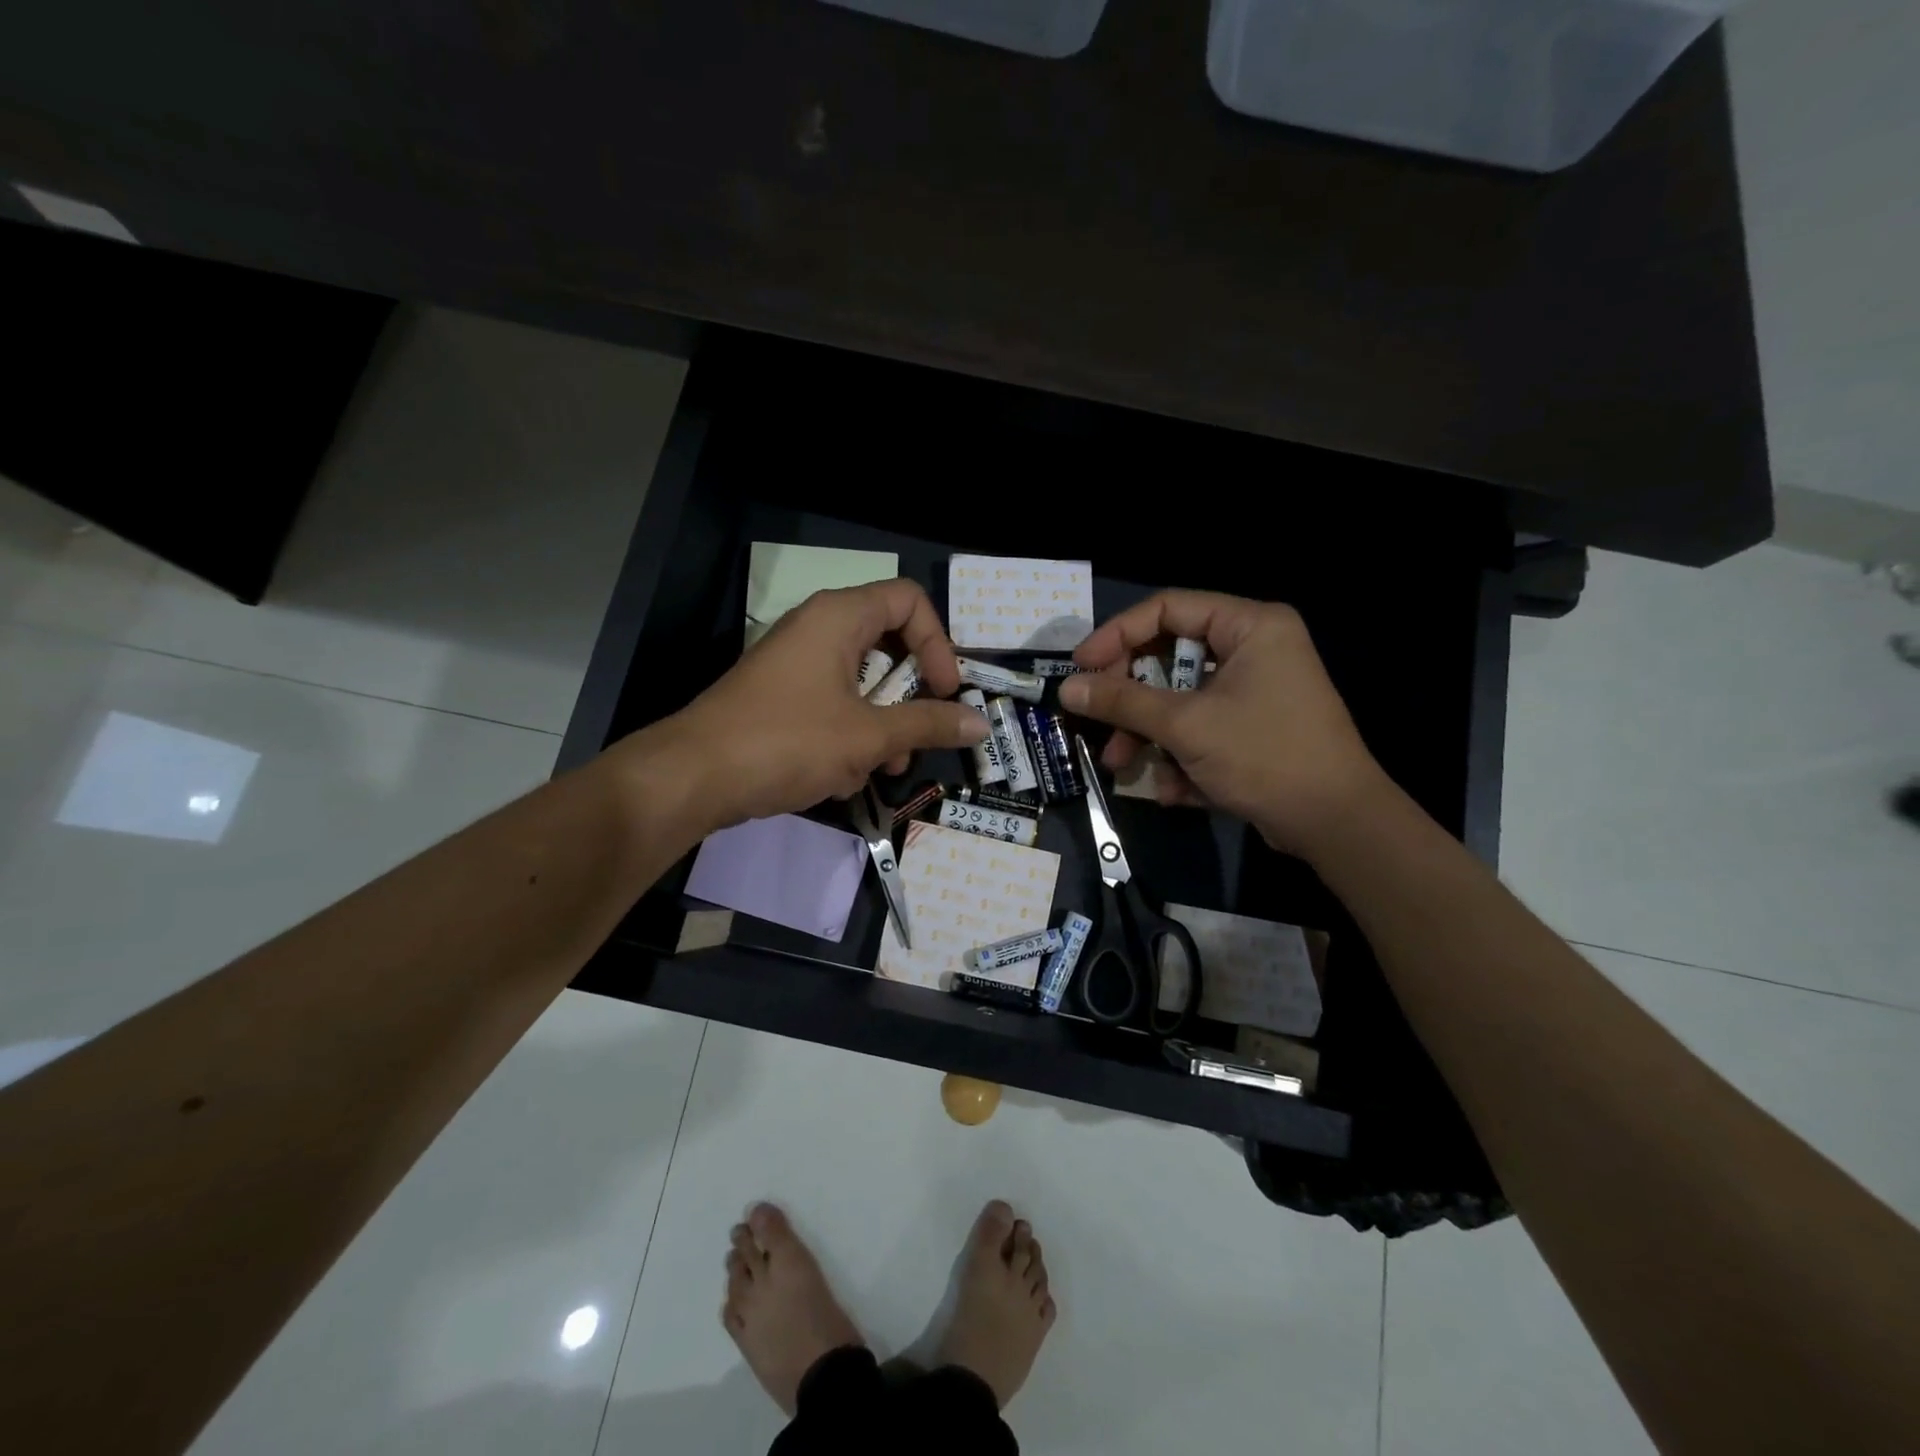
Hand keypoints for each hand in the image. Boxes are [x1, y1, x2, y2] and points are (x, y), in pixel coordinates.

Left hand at [648, 579, 990, 832]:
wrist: (693, 777)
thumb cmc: (787, 741)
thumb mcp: (868, 736)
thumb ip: (928, 725)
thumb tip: (981, 723)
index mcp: (839, 617)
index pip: (909, 600)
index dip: (938, 643)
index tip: (946, 691)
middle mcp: (818, 629)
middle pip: (888, 644)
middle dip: (911, 696)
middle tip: (920, 735)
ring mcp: (796, 664)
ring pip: (862, 683)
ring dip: (883, 726)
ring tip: (883, 768)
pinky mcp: (781, 697)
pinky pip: (833, 705)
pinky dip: (849, 736)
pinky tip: (841, 778)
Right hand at [1059, 591, 1387, 858]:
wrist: (1336, 824)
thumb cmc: (1264, 756)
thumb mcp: (1186, 725)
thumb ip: (1123, 701)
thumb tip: (1066, 688)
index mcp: (1249, 627)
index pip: (1167, 609)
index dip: (1117, 635)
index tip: (1081, 667)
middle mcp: (1254, 648)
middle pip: (1169, 657)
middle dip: (1131, 699)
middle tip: (1099, 721)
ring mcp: (1254, 690)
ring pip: (1180, 698)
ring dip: (1148, 735)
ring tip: (1124, 767)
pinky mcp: (1251, 728)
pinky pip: (1200, 727)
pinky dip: (1180, 755)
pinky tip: (1174, 790)